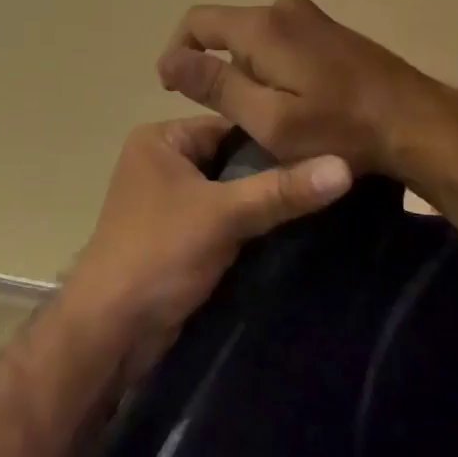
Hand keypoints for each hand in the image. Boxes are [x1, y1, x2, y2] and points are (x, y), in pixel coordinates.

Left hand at [64, 117, 352, 372]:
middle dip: (273, 173)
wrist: (111, 330)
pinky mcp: (178, 238)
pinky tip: (292, 231)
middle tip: (332, 177)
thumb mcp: (223, 215)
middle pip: (231, 159)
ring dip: (264, 204)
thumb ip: (282, 190)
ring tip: (322, 203)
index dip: (275, 138)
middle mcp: (162, 162)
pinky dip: (250, 227)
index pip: (230, 126)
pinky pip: (223, 221)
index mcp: (161, 139)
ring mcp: (168, 202)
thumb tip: (346, 166)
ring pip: (230, 193)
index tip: (328, 146)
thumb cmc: (159, 253)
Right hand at [157, 0, 448, 174]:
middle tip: (229, 116)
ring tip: (263, 115)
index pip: (196, 22)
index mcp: (261, 27)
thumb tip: (170, 61)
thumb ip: (216, 87)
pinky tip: (293, 102)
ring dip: (246, 71)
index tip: (174, 91)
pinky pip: (281, 41)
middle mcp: (282, 9)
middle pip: (226, 31)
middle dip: (216, 69)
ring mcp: (310, 17)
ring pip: (255, 39)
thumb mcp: (269, 120)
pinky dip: (271, 67)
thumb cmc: (339, 128)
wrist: (418, 121)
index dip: (177, 53)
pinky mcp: (330, 31)